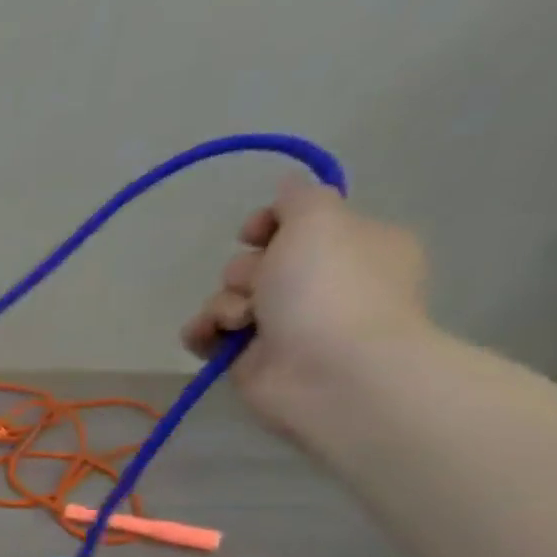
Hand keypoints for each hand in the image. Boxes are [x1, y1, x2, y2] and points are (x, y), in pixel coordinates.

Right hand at [182, 178, 431, 437]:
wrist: (328, 370)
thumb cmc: (330, 288)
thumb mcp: (320, 221)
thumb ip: (299, 199)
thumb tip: (288, 185)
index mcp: (352, 246)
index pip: (297, 224)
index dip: (269, 224)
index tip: (257, 232)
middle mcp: (319, 283)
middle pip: (254, 262)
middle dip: (244, 271)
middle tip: (261, 285)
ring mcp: (284, 323)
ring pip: (225, 298)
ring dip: (222, 305)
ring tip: (242, 321)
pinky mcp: (249, 356)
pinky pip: (207, 333)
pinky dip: (204, 332)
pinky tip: (213, 337)